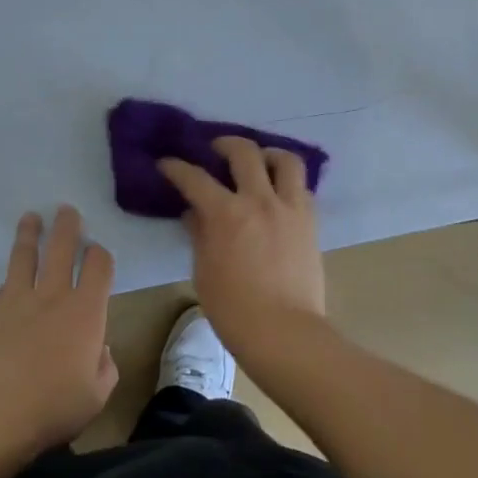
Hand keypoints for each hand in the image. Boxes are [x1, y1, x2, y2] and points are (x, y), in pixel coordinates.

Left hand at [0, 206, 118, 460]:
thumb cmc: (52, 409)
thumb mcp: (96, 395)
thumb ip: (104, 365)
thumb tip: (98, 348)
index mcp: (85, 311)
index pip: (98, 265)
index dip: (100, 254)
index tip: (97, 252)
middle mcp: (52, 295)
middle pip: (61, 246)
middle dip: (67, 225)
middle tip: (66, 210)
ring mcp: (14, 299)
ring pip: (24, 256)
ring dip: (29, 233)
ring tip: (30, 218)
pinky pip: (0, 291)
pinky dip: (7, 287)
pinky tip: (6, 294)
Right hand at [158, 137, 326, 358]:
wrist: (284, 333)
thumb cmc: (234, 309)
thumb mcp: (204, 271)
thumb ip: (200, 234)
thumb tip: (195, 213)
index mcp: (226, 213)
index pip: (194, 178)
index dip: (176, 167)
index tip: (167, 164)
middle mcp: (259, 200)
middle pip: (244, 152)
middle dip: (224, 144)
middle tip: (215, 150)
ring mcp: (289, 208)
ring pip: (284, 160)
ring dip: (267, 154)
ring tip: (258, 161)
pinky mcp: (310, 221)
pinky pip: (301, 187)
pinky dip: (287, 181)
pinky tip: (277, 193)